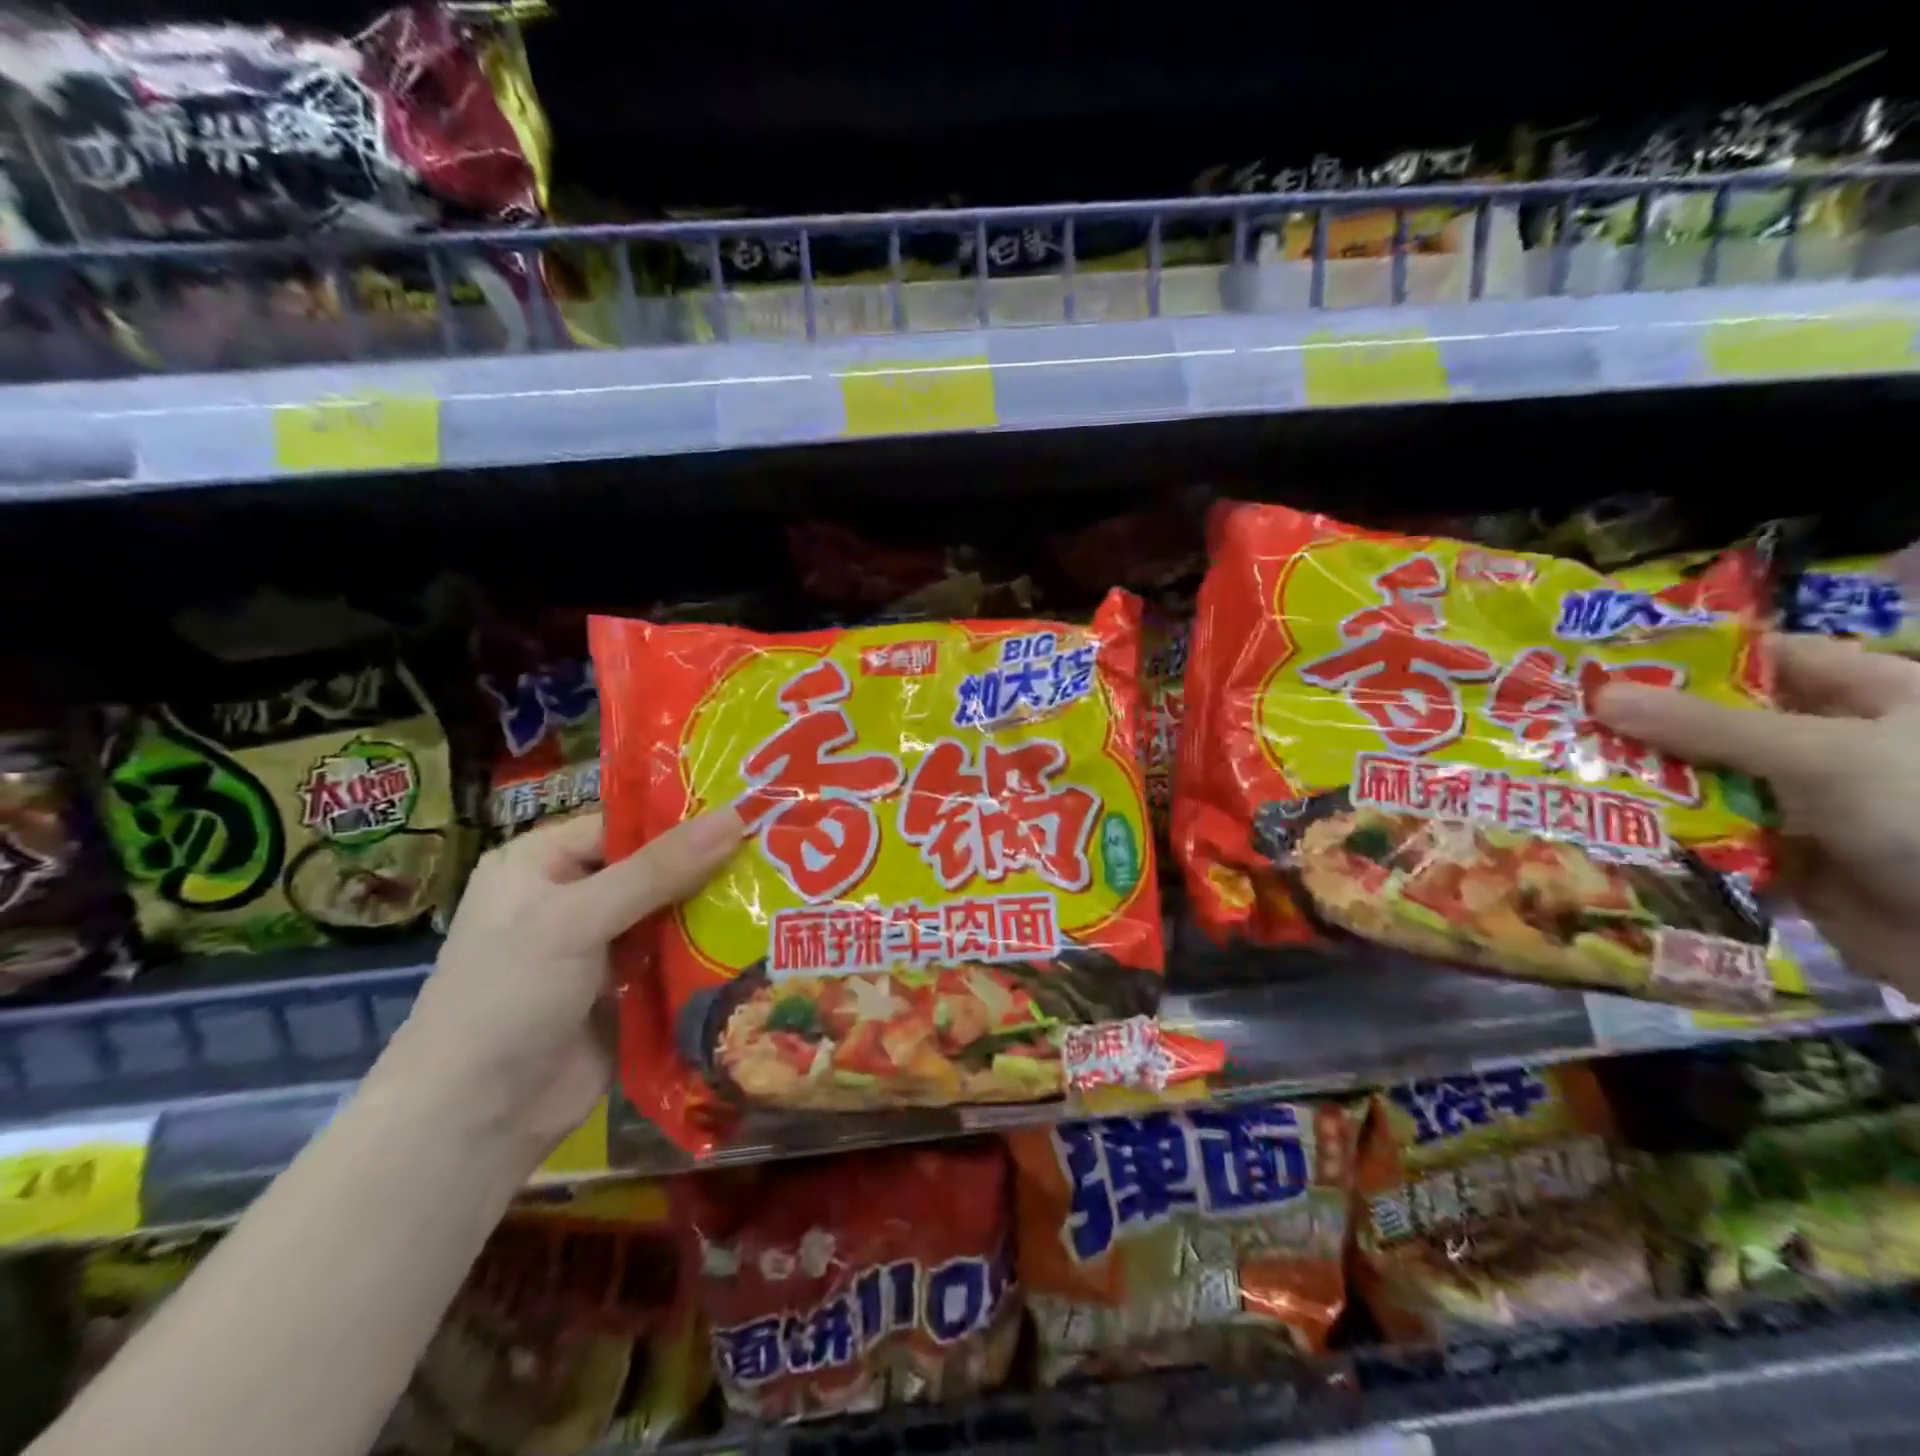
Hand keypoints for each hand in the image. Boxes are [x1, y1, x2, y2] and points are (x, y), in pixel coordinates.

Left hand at [379, 809, 745, 1163]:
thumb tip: (736, 816)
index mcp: (542, 863)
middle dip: (711, 864)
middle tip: (781, 848)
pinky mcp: (628, 990)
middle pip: (655, 867)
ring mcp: (602, 947)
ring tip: (785, 887)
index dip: (685, 818)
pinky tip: (763, 937)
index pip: (625, 824)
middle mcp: (573, 897)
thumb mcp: (576, 920)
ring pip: (672, 913)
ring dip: (717, 909)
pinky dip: (710, 952)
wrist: (475, 1122)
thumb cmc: (508, 997)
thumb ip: (658, 870)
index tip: (751, 809)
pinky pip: (677, 958)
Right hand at [1597, 634, 1919, 994]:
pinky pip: (1714, 838)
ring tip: (1563, 769)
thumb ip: (1707, 727)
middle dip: (1648, 725)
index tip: (1603, 662)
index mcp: (1874, 699)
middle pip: (1725, 724)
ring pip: (1711, 783)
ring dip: (1649, 782)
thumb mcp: (1823, 756)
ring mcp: (1814, 807)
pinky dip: (1666, 835)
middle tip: (1560, 719)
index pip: (1767, 658)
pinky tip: (1602, 824)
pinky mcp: (1790, 860)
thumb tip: (1600, 695)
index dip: (1688, 655)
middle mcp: (1839, 748)